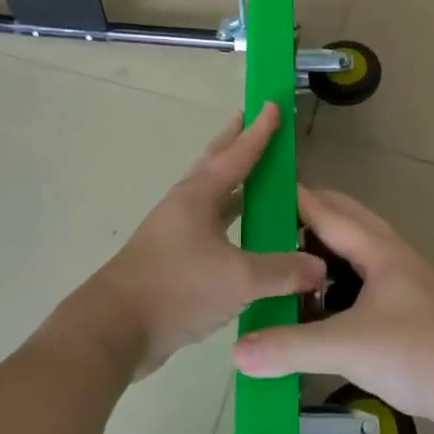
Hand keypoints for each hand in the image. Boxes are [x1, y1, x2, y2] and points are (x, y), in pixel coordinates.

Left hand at [71, 103, 322, 378]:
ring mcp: (176, 232)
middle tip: (252, 120)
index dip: (260, 131)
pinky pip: (209, 226)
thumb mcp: (238, 279)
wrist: (115, 328)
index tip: (273, 105)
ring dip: (233, 181)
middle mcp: (186, 205)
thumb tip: (319, 266)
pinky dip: (229, 219)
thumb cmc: (176, 289)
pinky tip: (244, 235)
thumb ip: (282, 271)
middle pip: (216, 163)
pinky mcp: (173, 258)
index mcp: (199, 196)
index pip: (238, 154)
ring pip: (212, 195)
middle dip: (235, 141)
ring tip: (255, 173)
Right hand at [232, 186, 433, 433]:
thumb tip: (236, 352)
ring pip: (353, 255)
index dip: (292, 196)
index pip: (325, 210)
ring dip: (322, 254)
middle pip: (343, 222)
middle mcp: (389, 257)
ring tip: (283, 266)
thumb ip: (290, 346)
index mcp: (376, 249)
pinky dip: (335, 287)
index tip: (257, 186)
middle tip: (263, 228)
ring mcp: (401, 285)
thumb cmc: (420, 352)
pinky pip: (361, 286)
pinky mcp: (407, 313)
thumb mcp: (348, 347)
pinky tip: (317, 311)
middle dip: (306, 218)